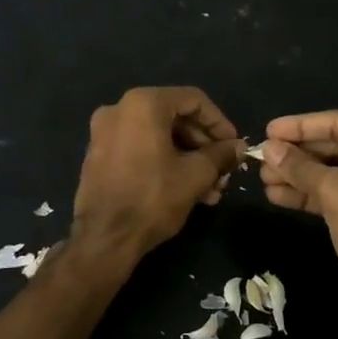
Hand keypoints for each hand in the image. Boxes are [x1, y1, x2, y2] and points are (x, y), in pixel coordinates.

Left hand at [70, 87, 243, 266]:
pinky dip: (164, 161)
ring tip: (210, 189)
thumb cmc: (153, 198)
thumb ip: (220, 154)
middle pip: (174, 117)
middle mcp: (119, 109)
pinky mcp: (99, 155)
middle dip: (203, 145)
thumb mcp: (196, 175)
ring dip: (188, 158)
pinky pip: (140, 148)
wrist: (104, 238)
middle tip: (223, 171)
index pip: (193, 100)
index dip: (219, 122)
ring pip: (159, 136)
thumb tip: (238, 147)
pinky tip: (185, 189)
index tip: (234, 146)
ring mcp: (104, 132)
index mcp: (143, 104)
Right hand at [259, 110, 337, 318]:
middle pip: (337, 148)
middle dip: (298, 154)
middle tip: (262, 158)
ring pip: (335, 174)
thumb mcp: (337, 193)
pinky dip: (312, 196)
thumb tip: (269, 148)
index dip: (300, 126)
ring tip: (264, 178)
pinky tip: (279, 196)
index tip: (268, 130)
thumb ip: (301, 167)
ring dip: (299, 176)